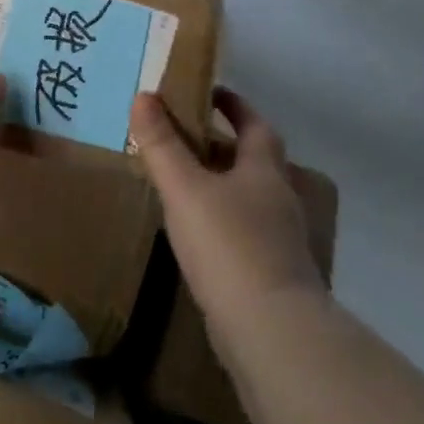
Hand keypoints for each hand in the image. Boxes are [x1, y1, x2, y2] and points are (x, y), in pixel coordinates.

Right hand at [132, 88, 324, 331]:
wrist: (270, 330)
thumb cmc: (228, 244)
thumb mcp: (185, 188)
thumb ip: (162, 145)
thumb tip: (144, 96)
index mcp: (264, 172)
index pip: (255, 126)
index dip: (235, 106)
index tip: (212, 93)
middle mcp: (278, 201)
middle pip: (255, 162)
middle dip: (225, 146)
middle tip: (186, 137)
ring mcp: (279, 241)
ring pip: (249, 200)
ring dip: (222, 186)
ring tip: (183, 184)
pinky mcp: (270, 275)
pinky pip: (243, 233)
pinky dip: (222, 223)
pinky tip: (196, 235)